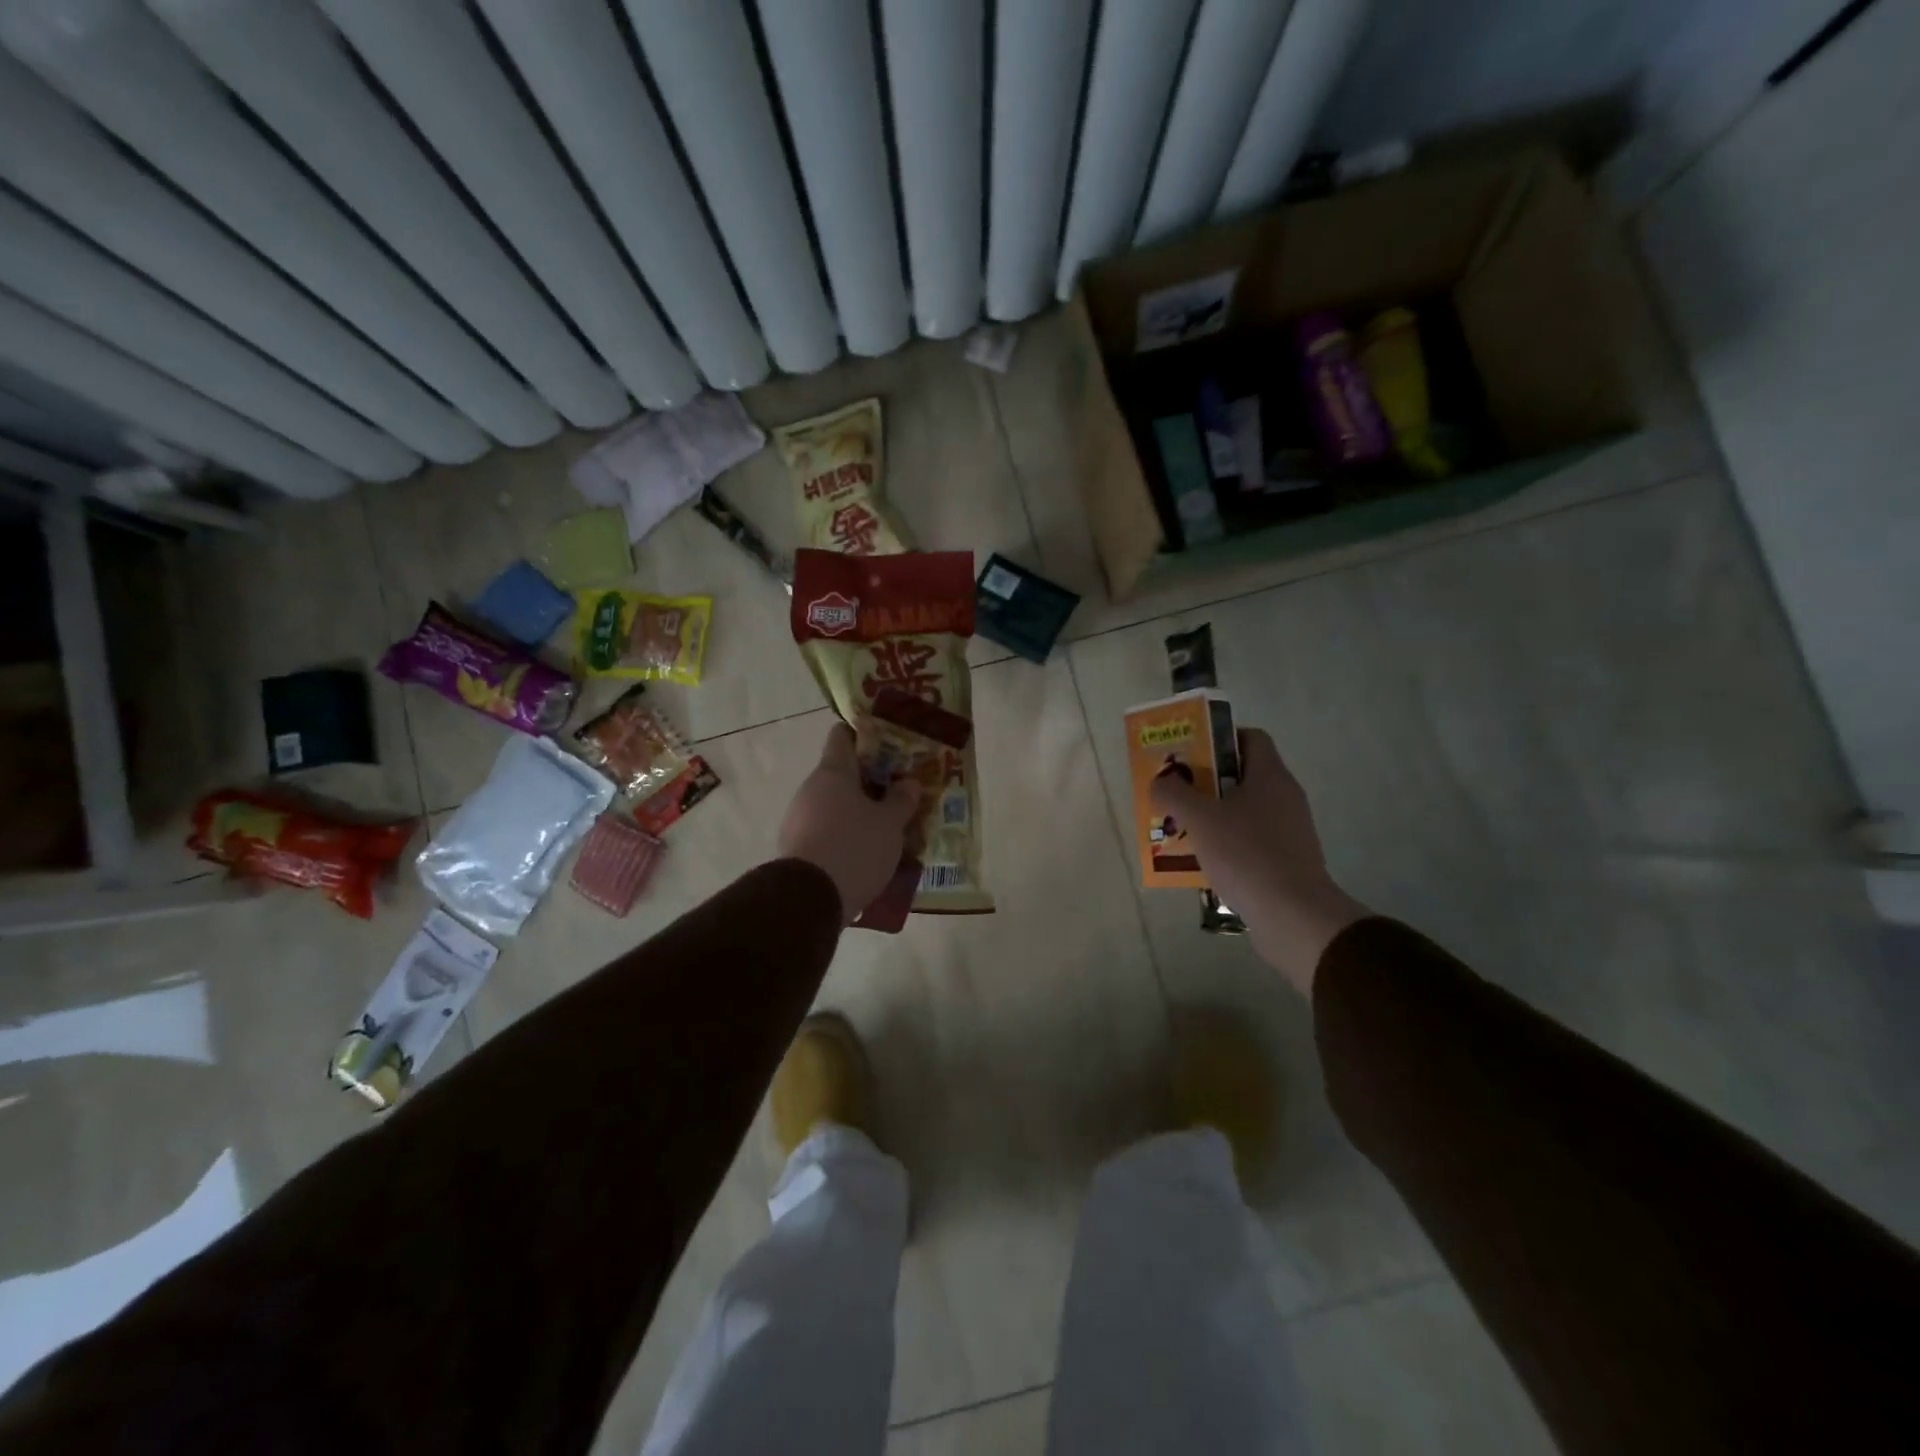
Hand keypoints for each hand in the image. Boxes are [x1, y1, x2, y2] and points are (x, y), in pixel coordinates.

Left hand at [779, 723, 920, 923]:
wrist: (809, 900)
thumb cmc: (854, 848)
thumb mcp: (890, 824)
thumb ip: (902, 800)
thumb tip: (908, 782)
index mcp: (833, 771)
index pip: (843, 735)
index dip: (865, 736)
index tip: (889, 745)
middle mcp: (811, 788)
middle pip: (842, 774)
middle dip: (871, 782)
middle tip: (900, 792)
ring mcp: (799, 818)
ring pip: (835, 805)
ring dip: (859, 812)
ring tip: (889, 828)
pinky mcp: (797, 848)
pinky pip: (827, 831)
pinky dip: (846, 836)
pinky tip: (867, 853)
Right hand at [1151, 728, 1368, 994]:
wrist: (1293, 916)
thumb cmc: (1246, 855)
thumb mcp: (1200, 819)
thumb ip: (1174, 794)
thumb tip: (1161, 781)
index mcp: (1270, 776)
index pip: (1249, 738)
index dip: (1218, 739)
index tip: (1189, 754)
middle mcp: (1284, 797)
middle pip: (1241, 775)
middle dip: (1205, 782)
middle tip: (1175, 793)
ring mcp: (1289, 831)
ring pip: (1243, 811)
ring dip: (1212, 817)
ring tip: (1180, 829)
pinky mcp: (1286, 861)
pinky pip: (1250, 841)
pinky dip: (1226, 845)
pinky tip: (1202, 861)